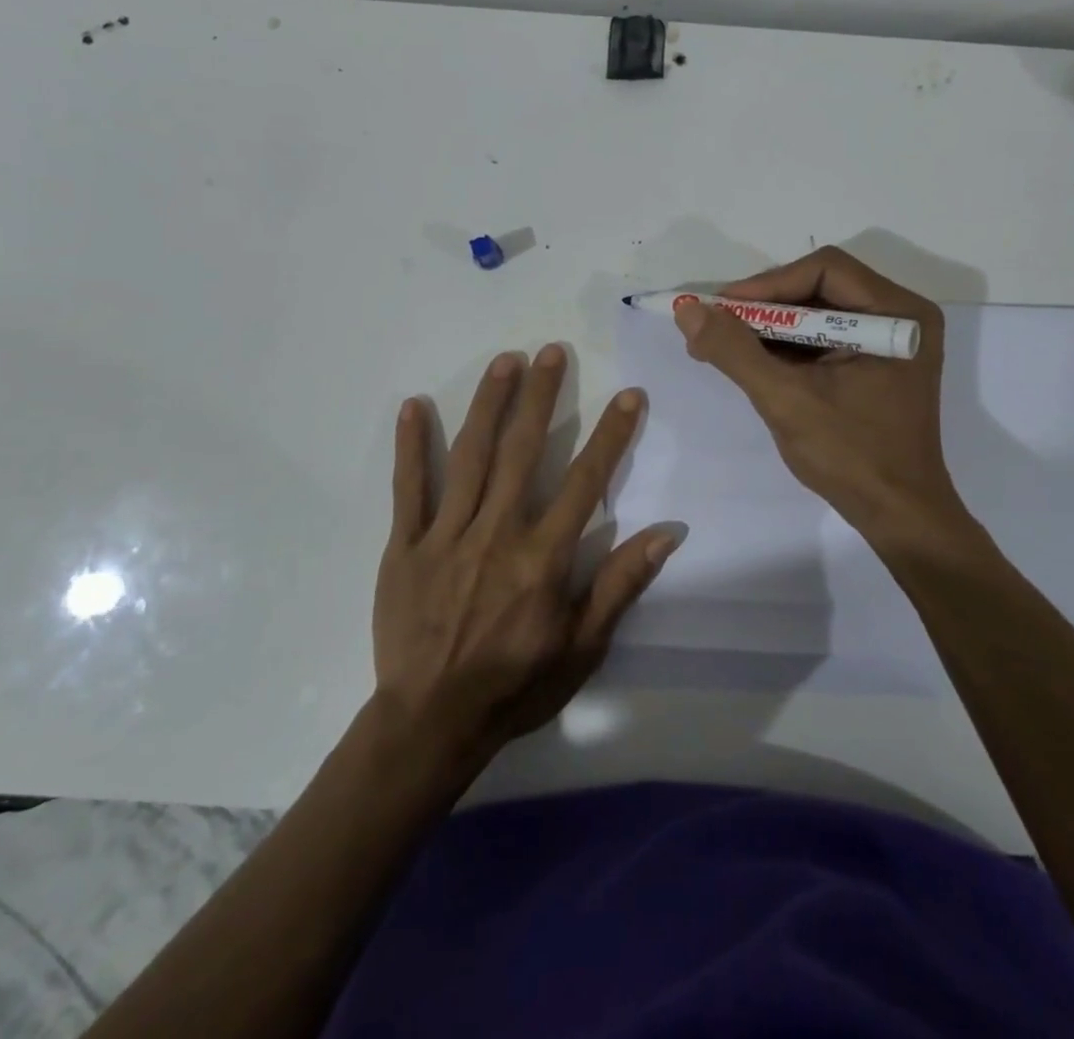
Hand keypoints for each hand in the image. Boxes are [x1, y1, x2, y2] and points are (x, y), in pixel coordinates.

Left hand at [372, 346, 675, 763]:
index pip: (586, 481)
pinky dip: (411, 446)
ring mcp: (447, 535)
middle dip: (541, 396)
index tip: (629, 395)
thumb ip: (621, 584)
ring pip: (470, 456)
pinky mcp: (406, 545)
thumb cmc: (516, 685)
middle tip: (552, 351)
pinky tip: (414, 405)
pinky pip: (409, 488)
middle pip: (523, 451)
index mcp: (543, 556)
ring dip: (489, 404)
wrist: (432, 722)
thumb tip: (668, 532)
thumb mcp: (584, 647)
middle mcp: (497, 532)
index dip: (611, 435)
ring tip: (504, 361)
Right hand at [673, 246, 981, 557]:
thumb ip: (734, 351)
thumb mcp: (786, 399)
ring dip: (767, 329)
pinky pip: (821, 339)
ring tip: (719, 346)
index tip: (720, 310)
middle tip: (714, 326)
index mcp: (898, 314)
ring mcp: (889, 342)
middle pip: (818, 287)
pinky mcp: (874, 364)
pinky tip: (748, 363)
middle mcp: (900, 316)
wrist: (898, 517)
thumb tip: (687, 310)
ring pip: (815, 313)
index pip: (823, 270)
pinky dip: (784, 348)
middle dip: (762, 309)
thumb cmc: (851, 456)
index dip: (766, 285)